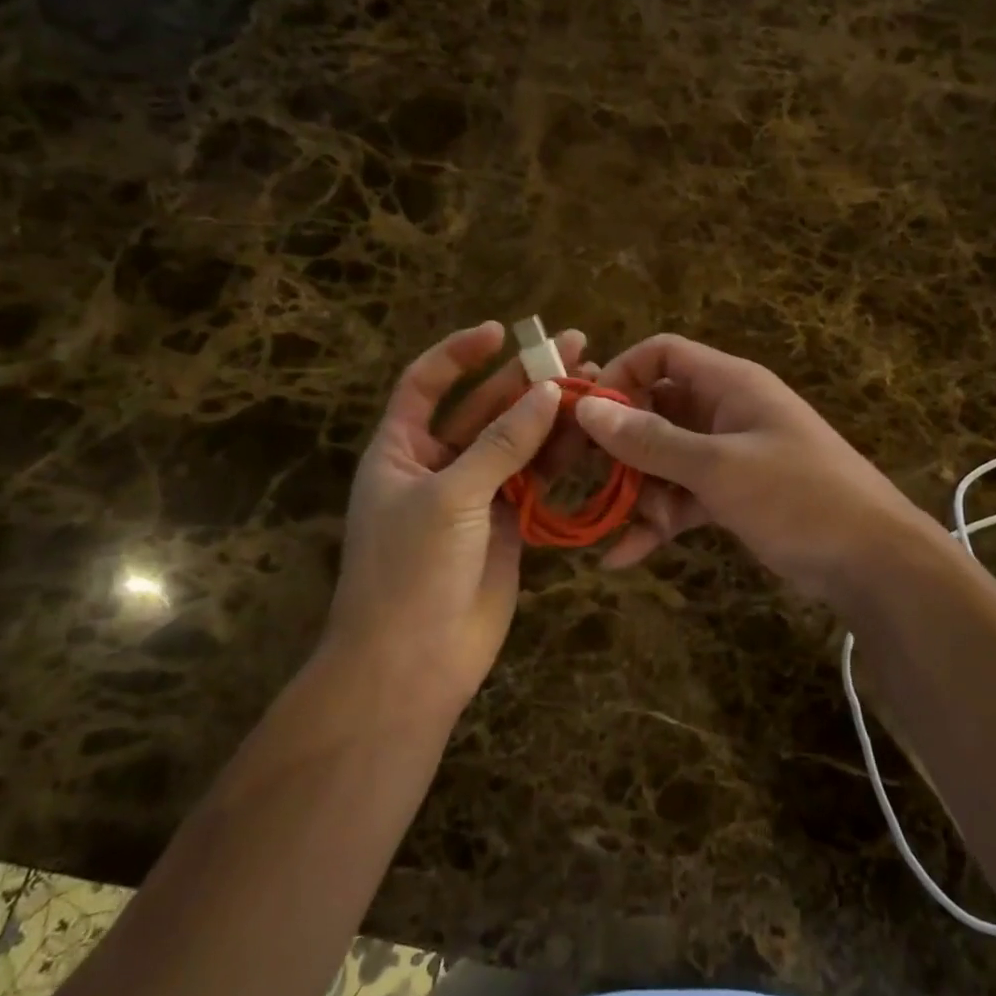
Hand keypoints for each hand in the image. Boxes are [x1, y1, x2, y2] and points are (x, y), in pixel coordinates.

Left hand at [326, 321, 588, 711]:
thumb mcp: (451, 496)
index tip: (500, 332)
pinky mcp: (509, 524)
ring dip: (551, 415)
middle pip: (484, 409)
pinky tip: (591, 433)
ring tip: (594, 381)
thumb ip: (502, 444)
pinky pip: (537, 479)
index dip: (458, 354)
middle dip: (525, 378)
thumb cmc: (411, 570)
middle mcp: (438, 465)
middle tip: (573, 347)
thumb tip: (548, 392)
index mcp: (401, 450)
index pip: (426, 384)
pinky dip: (561, 457)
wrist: (414, 663)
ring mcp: (477, 495)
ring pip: (518, 443)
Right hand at [576, 335, 938, 598]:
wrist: (871, 561)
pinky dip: (658, 522)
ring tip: (627, 531)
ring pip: (664, 460)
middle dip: (620, 445)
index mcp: (729, 384)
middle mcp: (724, 412)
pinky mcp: (731, 496)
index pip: (662, 354)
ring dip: (639, 493)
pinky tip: (623, 557)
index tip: (585, 414)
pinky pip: (682, 498)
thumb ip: (651, 440)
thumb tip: (587, 407)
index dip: (620, 374)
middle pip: (655, 410)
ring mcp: (728, 456)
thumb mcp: (718, 468)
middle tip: (582, 475)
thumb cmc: (798, 497)